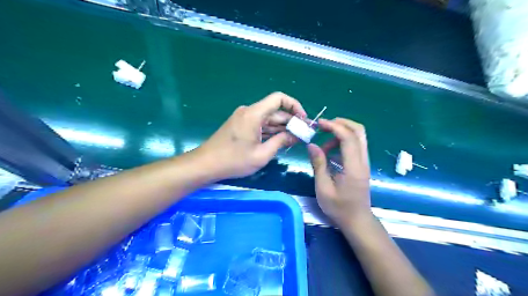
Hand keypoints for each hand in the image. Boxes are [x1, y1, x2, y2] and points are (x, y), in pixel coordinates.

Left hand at [196, 93, 307, 178]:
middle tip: (303, 135)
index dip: (294, 105)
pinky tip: (280, 140)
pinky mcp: (240, 126)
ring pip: (268, 119)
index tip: (303, 120)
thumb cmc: (234, 161)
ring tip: (295, 139)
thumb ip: (280, 142)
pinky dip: (270, 131)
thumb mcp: (261, 154)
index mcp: (254, 114)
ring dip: (281, 128)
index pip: (279, 98)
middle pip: (275, 111)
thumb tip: (295, 135)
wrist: (206, 164)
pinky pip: (260, 125)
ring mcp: (243, 118)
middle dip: (290, 121)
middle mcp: (249, 111)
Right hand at [306, 118, 370, 226]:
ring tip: (323, 145)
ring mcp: (364, 162)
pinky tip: (329, 154)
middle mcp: (362, 161)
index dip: (334, 127)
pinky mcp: (361, 165)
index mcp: (353, 167)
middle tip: (323, 126)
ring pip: (358, 137)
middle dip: (341, 123)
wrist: (357, 220)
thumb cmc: (338, 207)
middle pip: (359, 131)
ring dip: (341, 133)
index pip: (348, 138)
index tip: (319, 124)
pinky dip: (342, 143)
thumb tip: (311, 145)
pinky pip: (354, 146)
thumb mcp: (323, 188)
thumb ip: (318, 164)